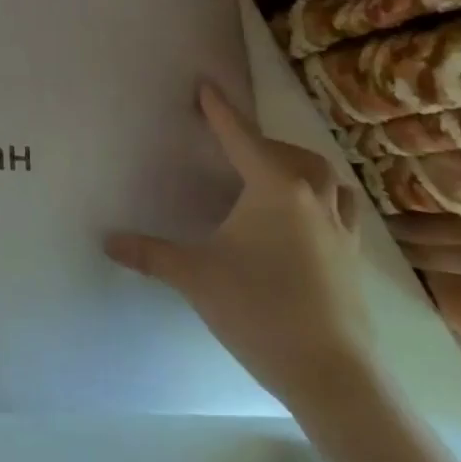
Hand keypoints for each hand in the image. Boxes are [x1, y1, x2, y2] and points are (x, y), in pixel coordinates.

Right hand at [105, 83, 373, 409]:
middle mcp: (311, 199)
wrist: (331, 374)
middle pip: (291, 154)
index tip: (207, 87)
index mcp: (273, 189)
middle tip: (235, 148)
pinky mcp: (353, 259)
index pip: (240, 137)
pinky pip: (340, 210)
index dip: (220, 111)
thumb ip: (150, 253)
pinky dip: (322, 200)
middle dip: (262, 143)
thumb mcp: (194, 276)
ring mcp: (339, 229)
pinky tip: (306, 220)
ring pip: (326, 179)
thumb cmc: (258, 309)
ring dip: (300, 169)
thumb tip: (107, 240)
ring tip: (275, 177)